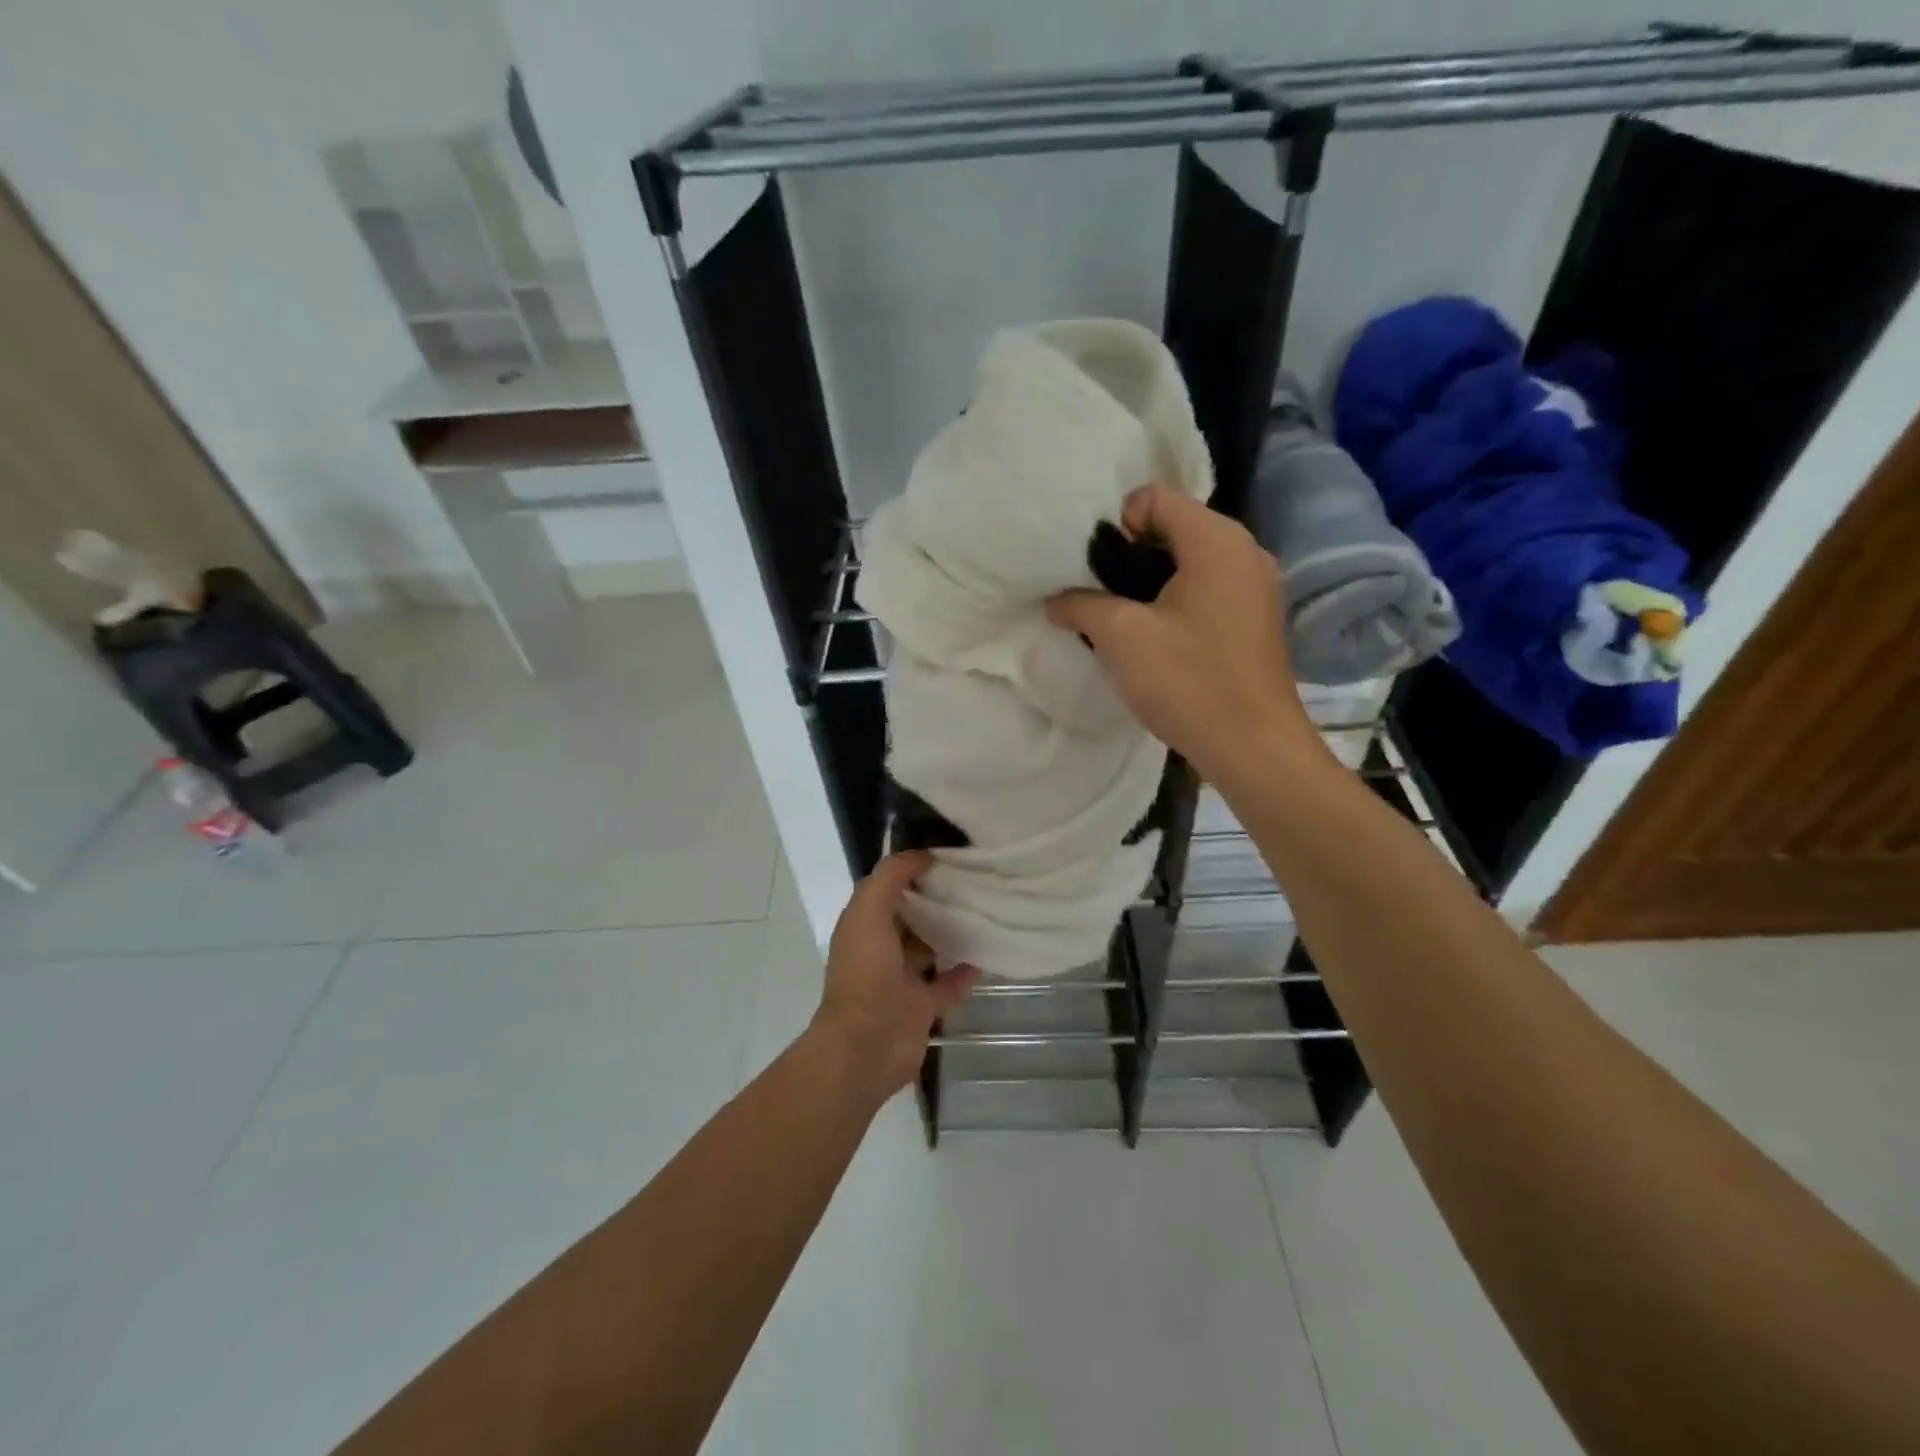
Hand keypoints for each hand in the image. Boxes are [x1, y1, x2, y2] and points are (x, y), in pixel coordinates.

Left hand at [812, 851, 980, 1102]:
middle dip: (936, 898)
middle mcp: (881, 949)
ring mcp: (902, 980)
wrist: (866, 1046)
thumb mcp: (868, 913)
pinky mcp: (923, 1007)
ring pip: (931, 948)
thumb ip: (890, 878)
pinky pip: (948, 983)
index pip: (888, 888)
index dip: (912, 869)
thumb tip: (920, 854)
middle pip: (912, 916)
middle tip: (975, 877)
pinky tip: (987, 953)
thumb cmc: (865, 974)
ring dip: (952, 931)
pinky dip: (965, 971)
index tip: (947, 852)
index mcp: (864, 925)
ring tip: (985, 908)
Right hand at [1047, 484, 1324, 787]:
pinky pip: (1208, 590)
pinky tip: (1158, 641)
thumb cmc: (1188, 681)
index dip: (1114, 526)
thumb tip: (1056, 601)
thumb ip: (1081, 605)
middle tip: (1102, 597)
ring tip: (1124, 622)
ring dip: (1151, 584)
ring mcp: (1257, 586)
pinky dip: (1177, 603)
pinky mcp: (1258, 620)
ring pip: (1190, 562)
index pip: (1153, 497)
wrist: (1253, 747)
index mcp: (1217, 540)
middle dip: (1129, 556)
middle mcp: (1245, 551)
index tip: (1096, 573)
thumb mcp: (1121, 637)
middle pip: (1173, 527)